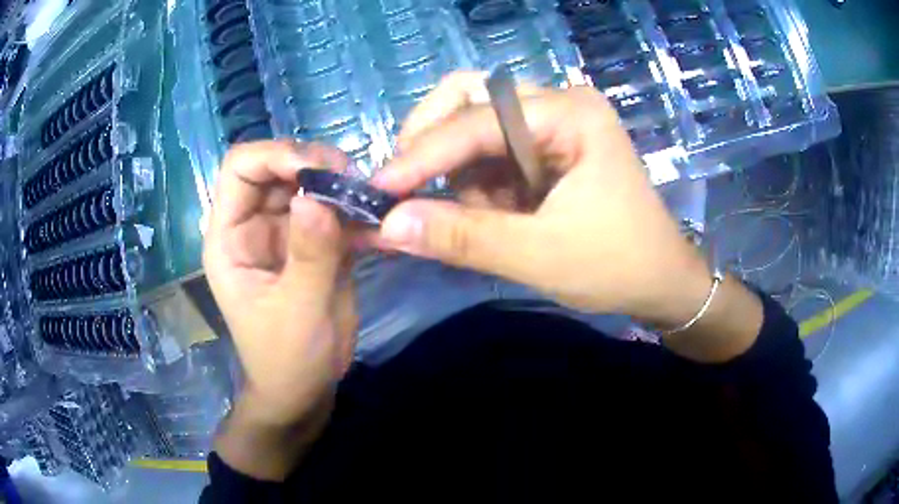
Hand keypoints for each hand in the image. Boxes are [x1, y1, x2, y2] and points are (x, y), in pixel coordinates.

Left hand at [203, 141, 356, 426]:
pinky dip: (357, 209)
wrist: (304, 389)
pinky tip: (380, 219)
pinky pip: (334, 210)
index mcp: (231, 236)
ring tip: (371, 199)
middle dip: (315, 165)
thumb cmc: (286, 359)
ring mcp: (286, 231)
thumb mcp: (296, 312)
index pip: (240, 168)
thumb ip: (309, 255)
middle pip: (278, 167)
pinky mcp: (315, 243)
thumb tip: (318, 196)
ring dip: (341, 184)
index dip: (275, 156)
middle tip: (354, 180)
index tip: (319, 170)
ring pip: (310, 184)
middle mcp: (255, 224)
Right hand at [369, 73, 712, 328]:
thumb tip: (387, 227)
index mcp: (570, 113)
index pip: (476, 120)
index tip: (377, 189)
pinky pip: (487, 154)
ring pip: (471, 126)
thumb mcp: (539, 256)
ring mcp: (551, 125)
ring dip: (454, 172)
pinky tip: (492, 215)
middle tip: (408, 188)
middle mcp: (558, 105)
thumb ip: (462, 237)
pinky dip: (473, 184)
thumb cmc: (617, 266)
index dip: (421, 154)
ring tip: (473, 217)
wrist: (661, 283)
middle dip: (432, 144)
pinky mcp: (544, 150)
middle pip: (469, 98)